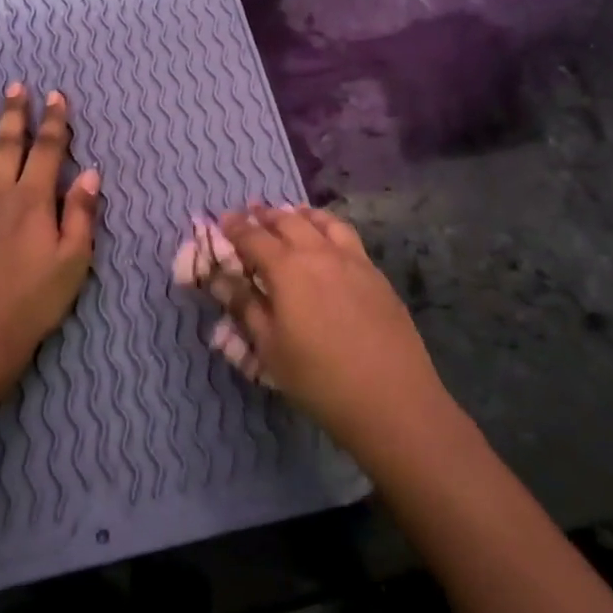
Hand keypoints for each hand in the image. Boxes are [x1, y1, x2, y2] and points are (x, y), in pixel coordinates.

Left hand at [0, 84, 100, 382]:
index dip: (54, 121)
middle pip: (6, 144)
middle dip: (14, 113)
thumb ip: (82, 214)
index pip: (47, 149)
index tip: (56, 96)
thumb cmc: (34, 300)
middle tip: (15, 86)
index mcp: (33, 199)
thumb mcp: (74, 260)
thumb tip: (90, 173)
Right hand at [215, 206, 448, 446]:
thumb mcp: (269, 348)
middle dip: (265, 215)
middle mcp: (319, 253)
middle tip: (251, 213)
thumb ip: (245, 306)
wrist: (392, 398)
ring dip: (300, 214)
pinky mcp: (376, 274)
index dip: (235, 227)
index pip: (253, 237)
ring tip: (290, 214)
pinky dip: (328, 227)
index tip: (223, 219)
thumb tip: (220, 279)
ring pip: (322, 222)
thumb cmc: (318, 378)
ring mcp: (353, 260)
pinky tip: (327, 241)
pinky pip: (347, 236)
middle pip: (288, 221)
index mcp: (287, 269)